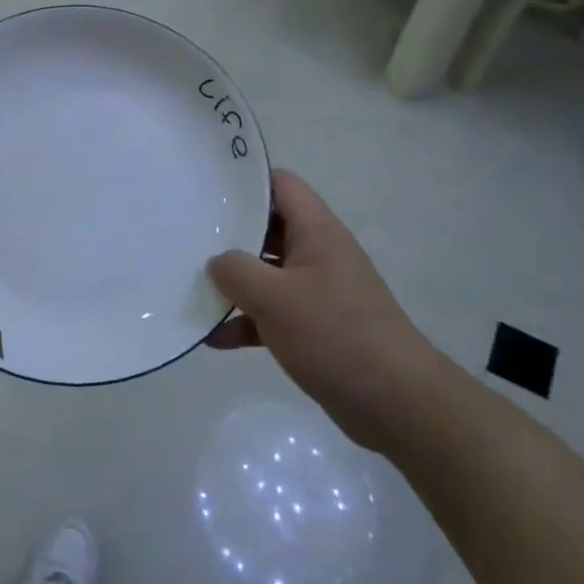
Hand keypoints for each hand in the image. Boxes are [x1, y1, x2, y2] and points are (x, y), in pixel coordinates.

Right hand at [207, 170, 434, 452]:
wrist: (395, 402)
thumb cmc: (334, 334)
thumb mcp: (275, 298)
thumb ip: (236, 271)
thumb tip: (217, 262)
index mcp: (317, 232)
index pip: (281, 185)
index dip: (246, 181)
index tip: (208, 187)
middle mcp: (319, 253)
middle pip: (269, 228)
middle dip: (230, 234)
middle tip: (188, 235)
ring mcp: (319, 291)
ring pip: (268, 273)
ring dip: (235, 282)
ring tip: (192, 285)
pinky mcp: (317, 327)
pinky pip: (274, 313)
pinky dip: (247, 321)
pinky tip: (213, 337)